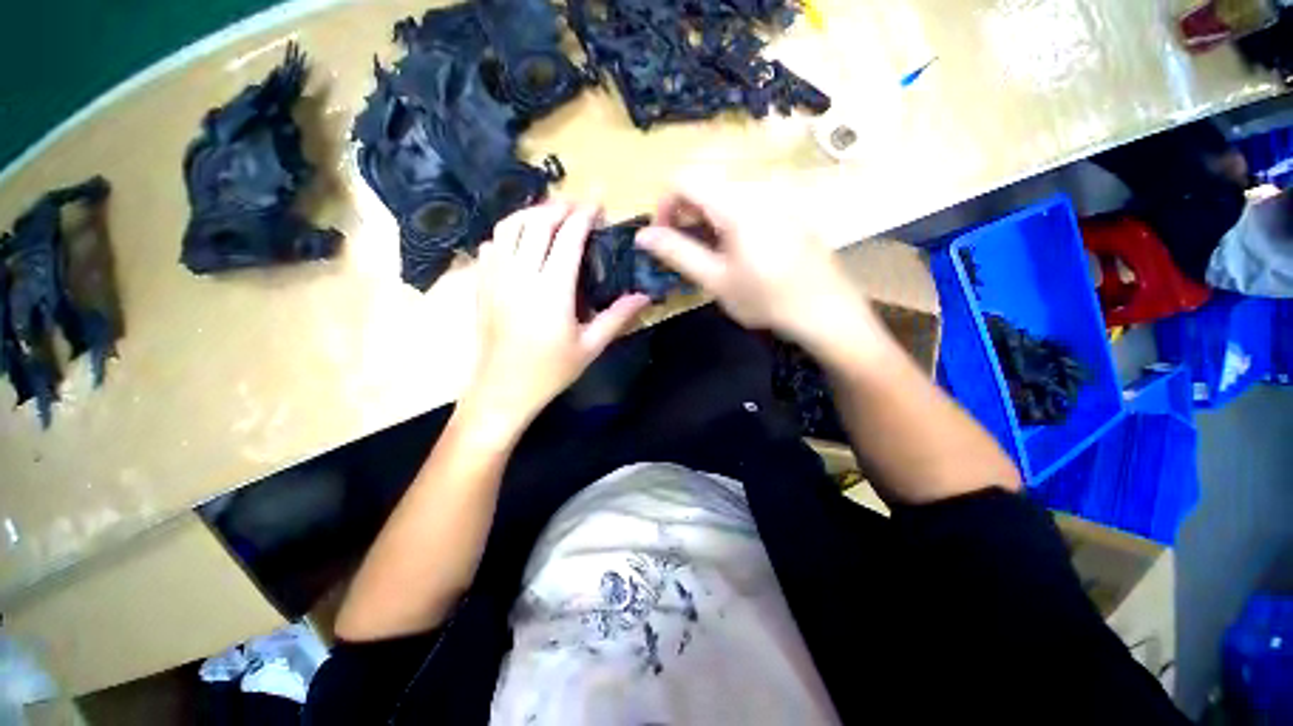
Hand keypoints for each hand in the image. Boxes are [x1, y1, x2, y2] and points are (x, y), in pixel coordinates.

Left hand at [460, 201, 650, 438]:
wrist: (503, 391)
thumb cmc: (550, 372)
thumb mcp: (590, 347)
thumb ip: (617, 317)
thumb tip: (644, 296)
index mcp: (552, 292)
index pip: (568, 239)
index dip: (584, 214)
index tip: (598, 200)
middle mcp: (520, 277)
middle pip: (537, 224)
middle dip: (559, 207)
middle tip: (579, 205)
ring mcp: (496, 279)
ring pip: (509, 228)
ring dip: (532, 214)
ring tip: (552, 215)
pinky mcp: (482, 286)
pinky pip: (492, 246)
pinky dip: (509, 233)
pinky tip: (522, 241)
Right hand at [635, 175, 880, 353]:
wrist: (826, 310)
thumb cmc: (766, 299)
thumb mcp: (715, 279)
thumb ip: (676, 253)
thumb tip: (642, 236)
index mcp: (735, 203)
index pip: (683, 179)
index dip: (663, 206)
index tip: (663, 239)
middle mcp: (756, 190)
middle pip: (704, 185)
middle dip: (683, 215)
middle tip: (684, 253)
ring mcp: (775, 199)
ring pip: (724, 196)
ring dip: (704, 221)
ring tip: (709, 258)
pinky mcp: (787, 212)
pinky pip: (746, 205)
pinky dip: (727, 223)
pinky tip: (736, 254)